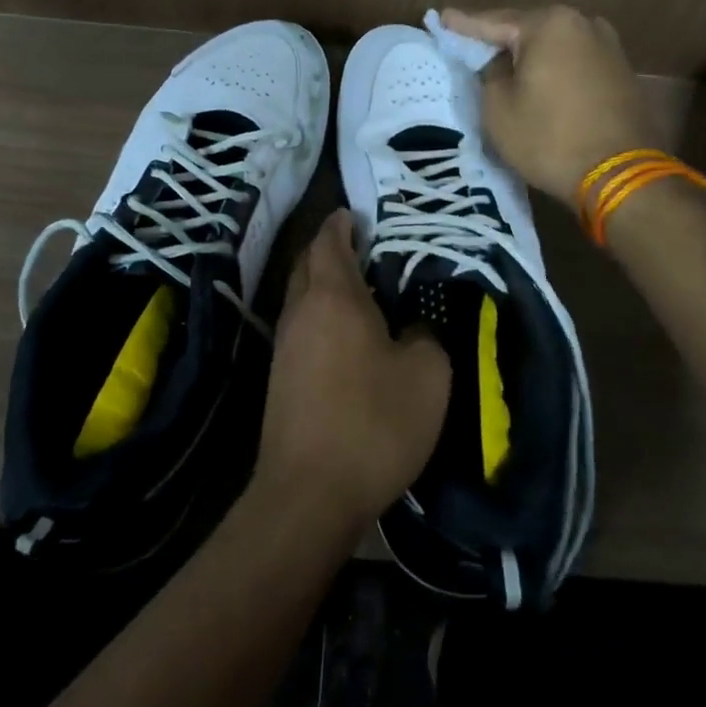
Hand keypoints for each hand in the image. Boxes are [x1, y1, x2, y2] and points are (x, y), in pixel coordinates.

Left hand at [254, 210, 450, 529]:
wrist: (308, 493)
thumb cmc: (373, 423)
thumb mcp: (427, 376)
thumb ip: (426, 337)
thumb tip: (413, 327)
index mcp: (334, 298)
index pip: (330, 242)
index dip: (340, 224)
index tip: (353, 213)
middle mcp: (300, 312)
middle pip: (307, 264)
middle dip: (327, 249)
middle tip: (357, 246)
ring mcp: (283, 346)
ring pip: (300, 297)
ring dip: (322, 284)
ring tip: (356, 289)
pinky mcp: (278, 379)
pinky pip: (300, 328)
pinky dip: (318, 316)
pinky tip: (342, 336)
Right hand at [443, 4, 663, 207]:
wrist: (620, 176)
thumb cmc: (549, 138)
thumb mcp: (498, 108)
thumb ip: (490, 73)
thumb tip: (499, 63)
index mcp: (549, 24)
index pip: (493, 22)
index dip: (464, 25)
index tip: (443, 18)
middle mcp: (583, 24)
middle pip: (527, 29)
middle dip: (500, 39)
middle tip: (470, 44)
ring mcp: (608, 46)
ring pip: (554, 46)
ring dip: (529, 56)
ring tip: (503, 64)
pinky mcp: (621, 72)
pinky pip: (574, 63)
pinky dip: (553, 70)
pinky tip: (539, 81)